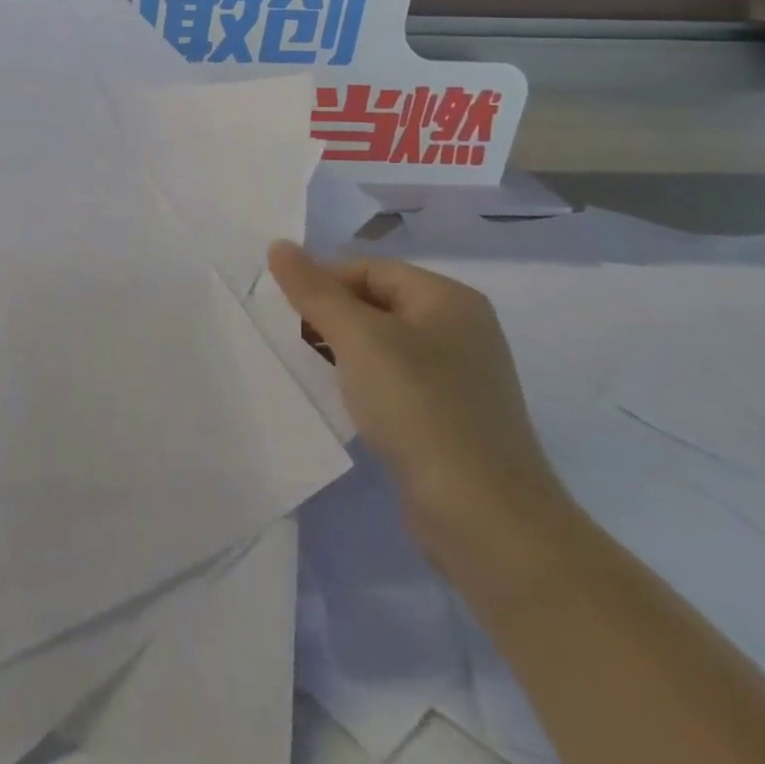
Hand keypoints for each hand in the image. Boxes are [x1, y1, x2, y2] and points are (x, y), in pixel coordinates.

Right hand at [268, 244, 574, 579]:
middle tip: (294, 340)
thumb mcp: (358, 339)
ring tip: (314, 371)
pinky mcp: (453, 417)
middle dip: (332, 317)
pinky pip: (398, 382)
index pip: (370, 269)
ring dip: (345, 352)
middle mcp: (461, 329)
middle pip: (378, 303)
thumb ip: (314, 290)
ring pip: (385, 345)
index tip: (286, 311)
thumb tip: (279, 245)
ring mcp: (460, 376)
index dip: (324, 282)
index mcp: (448, 298)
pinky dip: (366, 384)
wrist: (485, 518)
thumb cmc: (419, 408)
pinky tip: (348, 405)